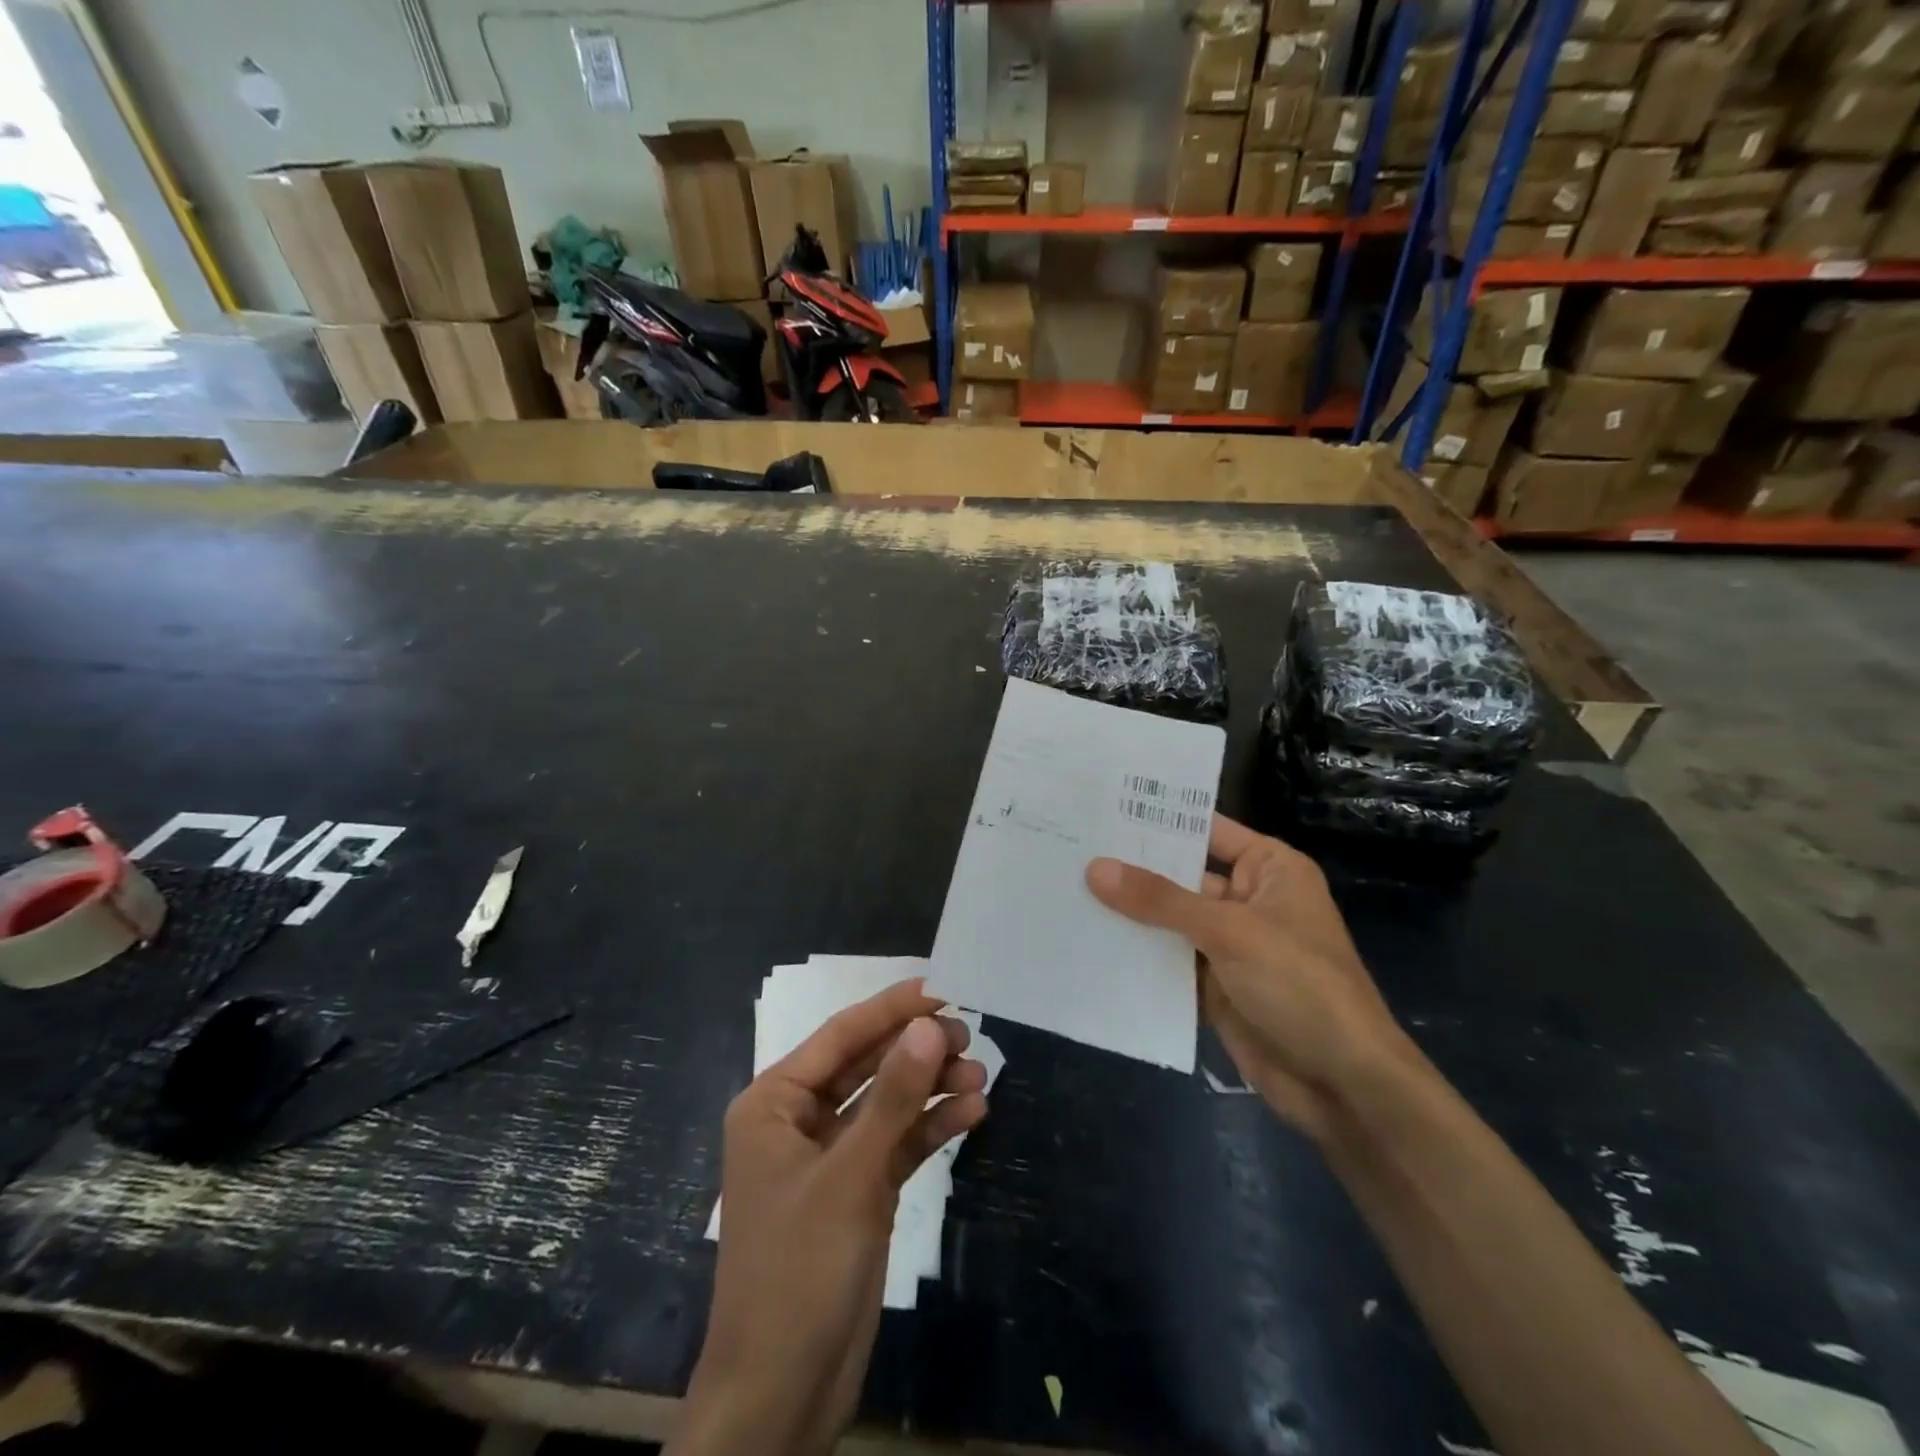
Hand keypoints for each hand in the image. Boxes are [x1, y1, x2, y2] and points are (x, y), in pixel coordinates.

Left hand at [675, 979, 988, 1455]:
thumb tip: (929, 1025)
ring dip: (931, 1088)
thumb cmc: (799, 1271)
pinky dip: (931, 1127)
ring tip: (980, 1075)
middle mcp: (800, 1120)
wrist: (782, 1395)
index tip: (941, 987)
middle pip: (867, 1065)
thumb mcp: (849, 1177)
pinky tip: (972, 1111)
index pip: (840, 1036)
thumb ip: (892, 1098)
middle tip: (969, 1034)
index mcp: (775, 1103)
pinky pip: (897, 1144)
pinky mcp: (858, 1191)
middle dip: (917, 1050)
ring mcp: (832, 1157)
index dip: (890, 1009)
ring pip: (887, 1104)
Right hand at [1087, 814, 1413, 1140]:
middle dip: (1130, 869)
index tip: (1101, 806)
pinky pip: (1167, 961)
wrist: (1343, 1084)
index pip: (1206, 830)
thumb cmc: (1300, 985)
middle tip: (1067, 848)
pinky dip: (1136, 956)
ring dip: (1127, 915)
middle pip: (1179, 876)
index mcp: (1268, 869)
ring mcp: (1229, 944)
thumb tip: (1095, 868)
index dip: (1158, 820)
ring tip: (1063, 889)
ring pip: (1168, 921)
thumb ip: (1161, 900)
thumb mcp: (1229, 931)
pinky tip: (1086, 942)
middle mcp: (1247, 899)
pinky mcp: (1214, 985)